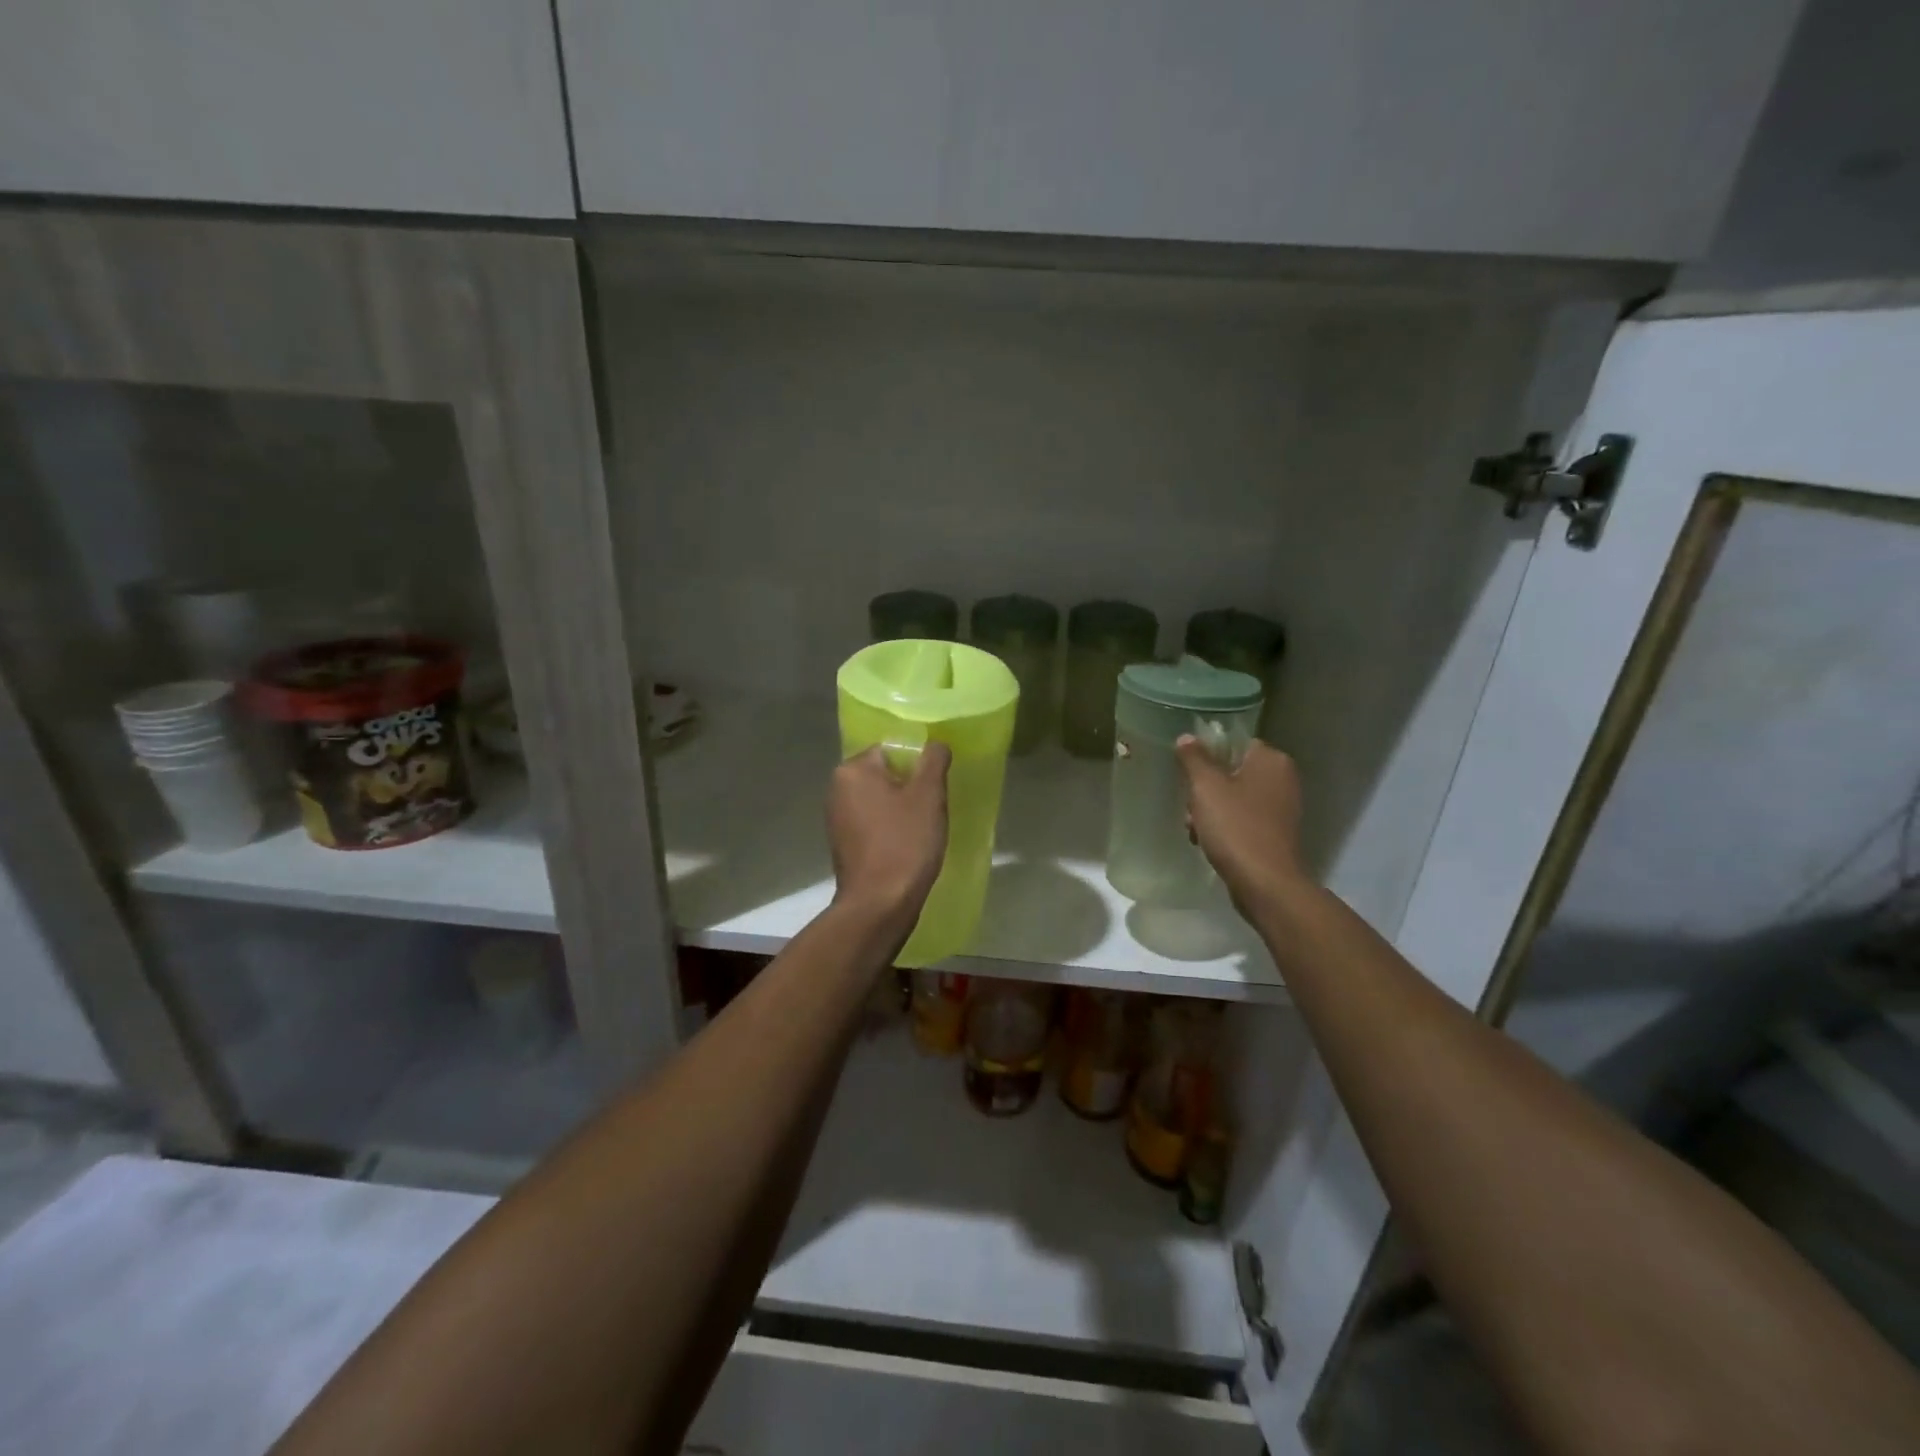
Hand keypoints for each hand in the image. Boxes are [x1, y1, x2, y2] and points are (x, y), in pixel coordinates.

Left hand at [828, 743, 951, 926]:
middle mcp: (837, 788)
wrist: (879, 905)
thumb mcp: (928, 795)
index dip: (920, 765)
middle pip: (886, 773)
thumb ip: (933, 760)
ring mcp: (837, 818)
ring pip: (880, 799)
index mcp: (852, 769)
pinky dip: (890, 828)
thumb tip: (936, 743)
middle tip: (933, 808)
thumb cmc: (905, 843)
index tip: (936, 788)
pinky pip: (873, 823)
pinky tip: (907, 846)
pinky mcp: (843, 843)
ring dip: (902, 809)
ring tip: (923, 829)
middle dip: (911, 787)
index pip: (893, 749)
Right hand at [1176, 737, 1307, 921]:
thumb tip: (1187, 737)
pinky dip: (1225, 827)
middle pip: (1231, 771)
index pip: (1234, 743)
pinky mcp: (1275, 833)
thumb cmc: (1235, 827)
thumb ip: (1194, 758)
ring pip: (1234, 797)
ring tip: (1195, 829)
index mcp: (1271, 760)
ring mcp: (1281, 808)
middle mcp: (1282, 779)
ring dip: (1210, 810)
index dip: (1207, 756)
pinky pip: (1243, 819)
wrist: (1264, 883)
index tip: (1189, 774)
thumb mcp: (1206, 787)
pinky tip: (1207, 842)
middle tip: (1190, 807)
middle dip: (1205, 789)